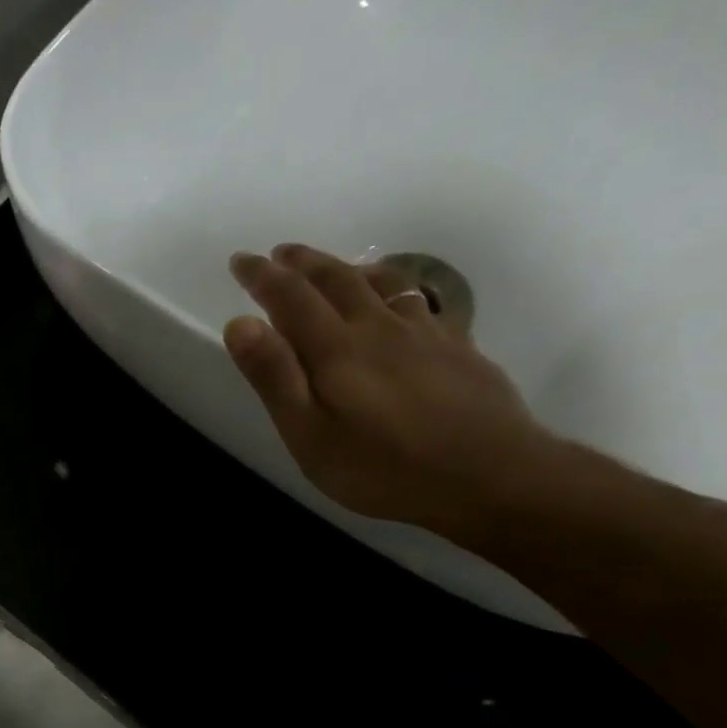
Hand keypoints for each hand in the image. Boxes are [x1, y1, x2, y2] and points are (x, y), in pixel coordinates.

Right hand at [225, 244, 558, 533]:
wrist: (487, 473)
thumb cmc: (382, 466)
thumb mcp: (309, 434)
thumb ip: (275, 377)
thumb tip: (240, 323)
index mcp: (336, 348)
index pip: (290, 298)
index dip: (262, 277)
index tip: (240, 260)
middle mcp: (378, 326)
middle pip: (336, 280)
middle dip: (302, 264)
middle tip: (279, 254)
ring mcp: (423, 333)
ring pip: (380, 283)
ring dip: (347, 269)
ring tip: (332, 267)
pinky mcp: (455, 346)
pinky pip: (417, 300)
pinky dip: (393, 288)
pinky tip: (397, 301)